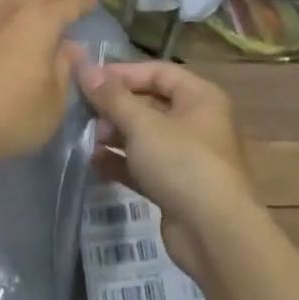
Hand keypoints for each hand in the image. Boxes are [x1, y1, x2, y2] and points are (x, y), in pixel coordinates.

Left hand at [0, 0, 92, 172]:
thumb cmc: (8, 116)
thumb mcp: (52, 103)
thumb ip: (64, 70)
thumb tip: (70, 47)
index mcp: (39, 20)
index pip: (67, 2)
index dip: (82, 3)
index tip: (91, 4)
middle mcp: (8, 9)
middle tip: (65, 4)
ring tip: (28, 2)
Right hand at [71, 57, 257, 280]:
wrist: (214, 233)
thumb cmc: (182, 163)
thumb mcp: (143, 124)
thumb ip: (112, 97)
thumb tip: (84, 67)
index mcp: (200, 97)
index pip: (158, 72)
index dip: (123, 73)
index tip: (88, 80)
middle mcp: (197, 122)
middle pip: (151, 104)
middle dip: (116, 108)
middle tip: (86, 115)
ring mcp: (188, 157)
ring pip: (146, 137)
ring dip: (116, 136)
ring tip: (90, 140)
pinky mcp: (176, 187)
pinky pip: (145, 166)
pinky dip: (122, 162)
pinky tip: (96, 164)